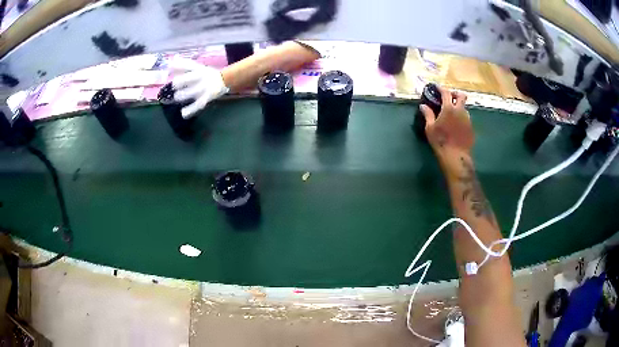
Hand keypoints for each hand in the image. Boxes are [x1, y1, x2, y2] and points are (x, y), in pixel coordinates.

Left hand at [170, 58, 229, 118]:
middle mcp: (201, 76)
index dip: (177, 66)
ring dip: (183, 94)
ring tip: (177, 96)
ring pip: (192, 91)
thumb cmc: (205, 74)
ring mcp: (204, 88)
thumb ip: (183, 66)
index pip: (188, 65)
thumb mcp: (196, 67)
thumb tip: (169, 65)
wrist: (224, 79)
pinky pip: (198, 105)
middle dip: (180, 81)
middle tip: (174, 85)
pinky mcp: (206, 98)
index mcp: (198, 68)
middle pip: (190, 78)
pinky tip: (183, 113)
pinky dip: (190, 109)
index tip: (168, 69)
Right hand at [419, 86, 474, 157]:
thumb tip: (423, 106)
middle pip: (461, 96)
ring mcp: (468, 119)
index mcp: (449, 108)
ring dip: (459, 107)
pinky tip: (456, 125)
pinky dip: (461, 118)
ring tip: (452, 114)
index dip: (441, 88)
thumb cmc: (440, 141)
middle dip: (455, 94)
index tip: (437, 87)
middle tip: (449, 97)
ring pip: (464, 108)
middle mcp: (460, 111)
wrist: (456, 156)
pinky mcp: (471, 128)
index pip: (446, 92)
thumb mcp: (430, 128)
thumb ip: (428, 114)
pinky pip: (466, 118)